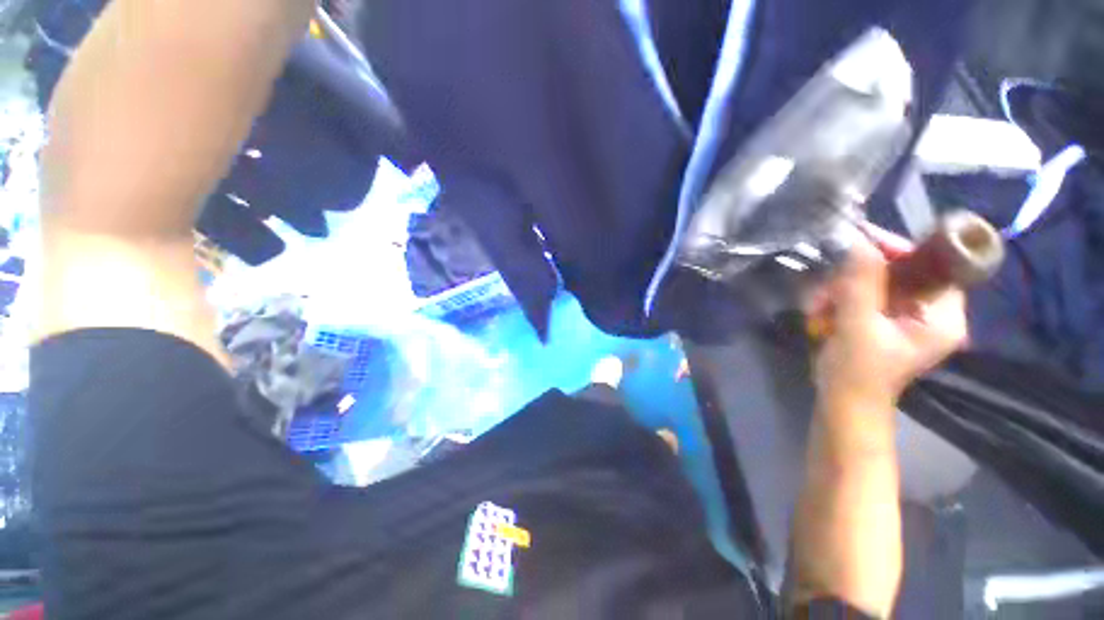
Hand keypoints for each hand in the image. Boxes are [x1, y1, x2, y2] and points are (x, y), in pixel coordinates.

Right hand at [810, 226, 968, 409]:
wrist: (841, 403)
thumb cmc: (857, 372)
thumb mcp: (858, 326)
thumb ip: (860, 283)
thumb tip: (857, 240)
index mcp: (942, 315)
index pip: (932, 265)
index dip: (899, 251)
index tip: (859, 245)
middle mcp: (930, 311)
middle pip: (899, 272)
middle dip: (855, 278)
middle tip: (825, 291)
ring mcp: (904, 316)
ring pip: (873, 283)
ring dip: (839, 291)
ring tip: (816, 308)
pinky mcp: (882, 321)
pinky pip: (861, 296)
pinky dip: (837, 300)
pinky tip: (820, 313)